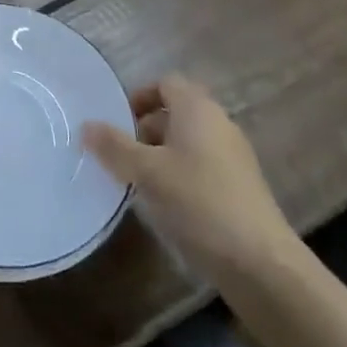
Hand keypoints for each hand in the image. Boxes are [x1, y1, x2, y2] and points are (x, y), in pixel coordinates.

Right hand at [83, 75, 300, 287]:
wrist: (260, 263)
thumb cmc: (198, 202)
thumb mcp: (146, 172)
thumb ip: (114, 147)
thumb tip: (86, 126)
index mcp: (197, 109)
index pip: (165, 83)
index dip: (138, 97)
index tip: (116, 121)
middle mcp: (218, 124)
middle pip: (175, 113)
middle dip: (144, 129)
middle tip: (119, 154)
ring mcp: (233, 157)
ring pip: (187, 143)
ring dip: (159, 156)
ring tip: (136, 182)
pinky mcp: (240, 188)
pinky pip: (201, 168)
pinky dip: (179, 176)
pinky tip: (164, 205)